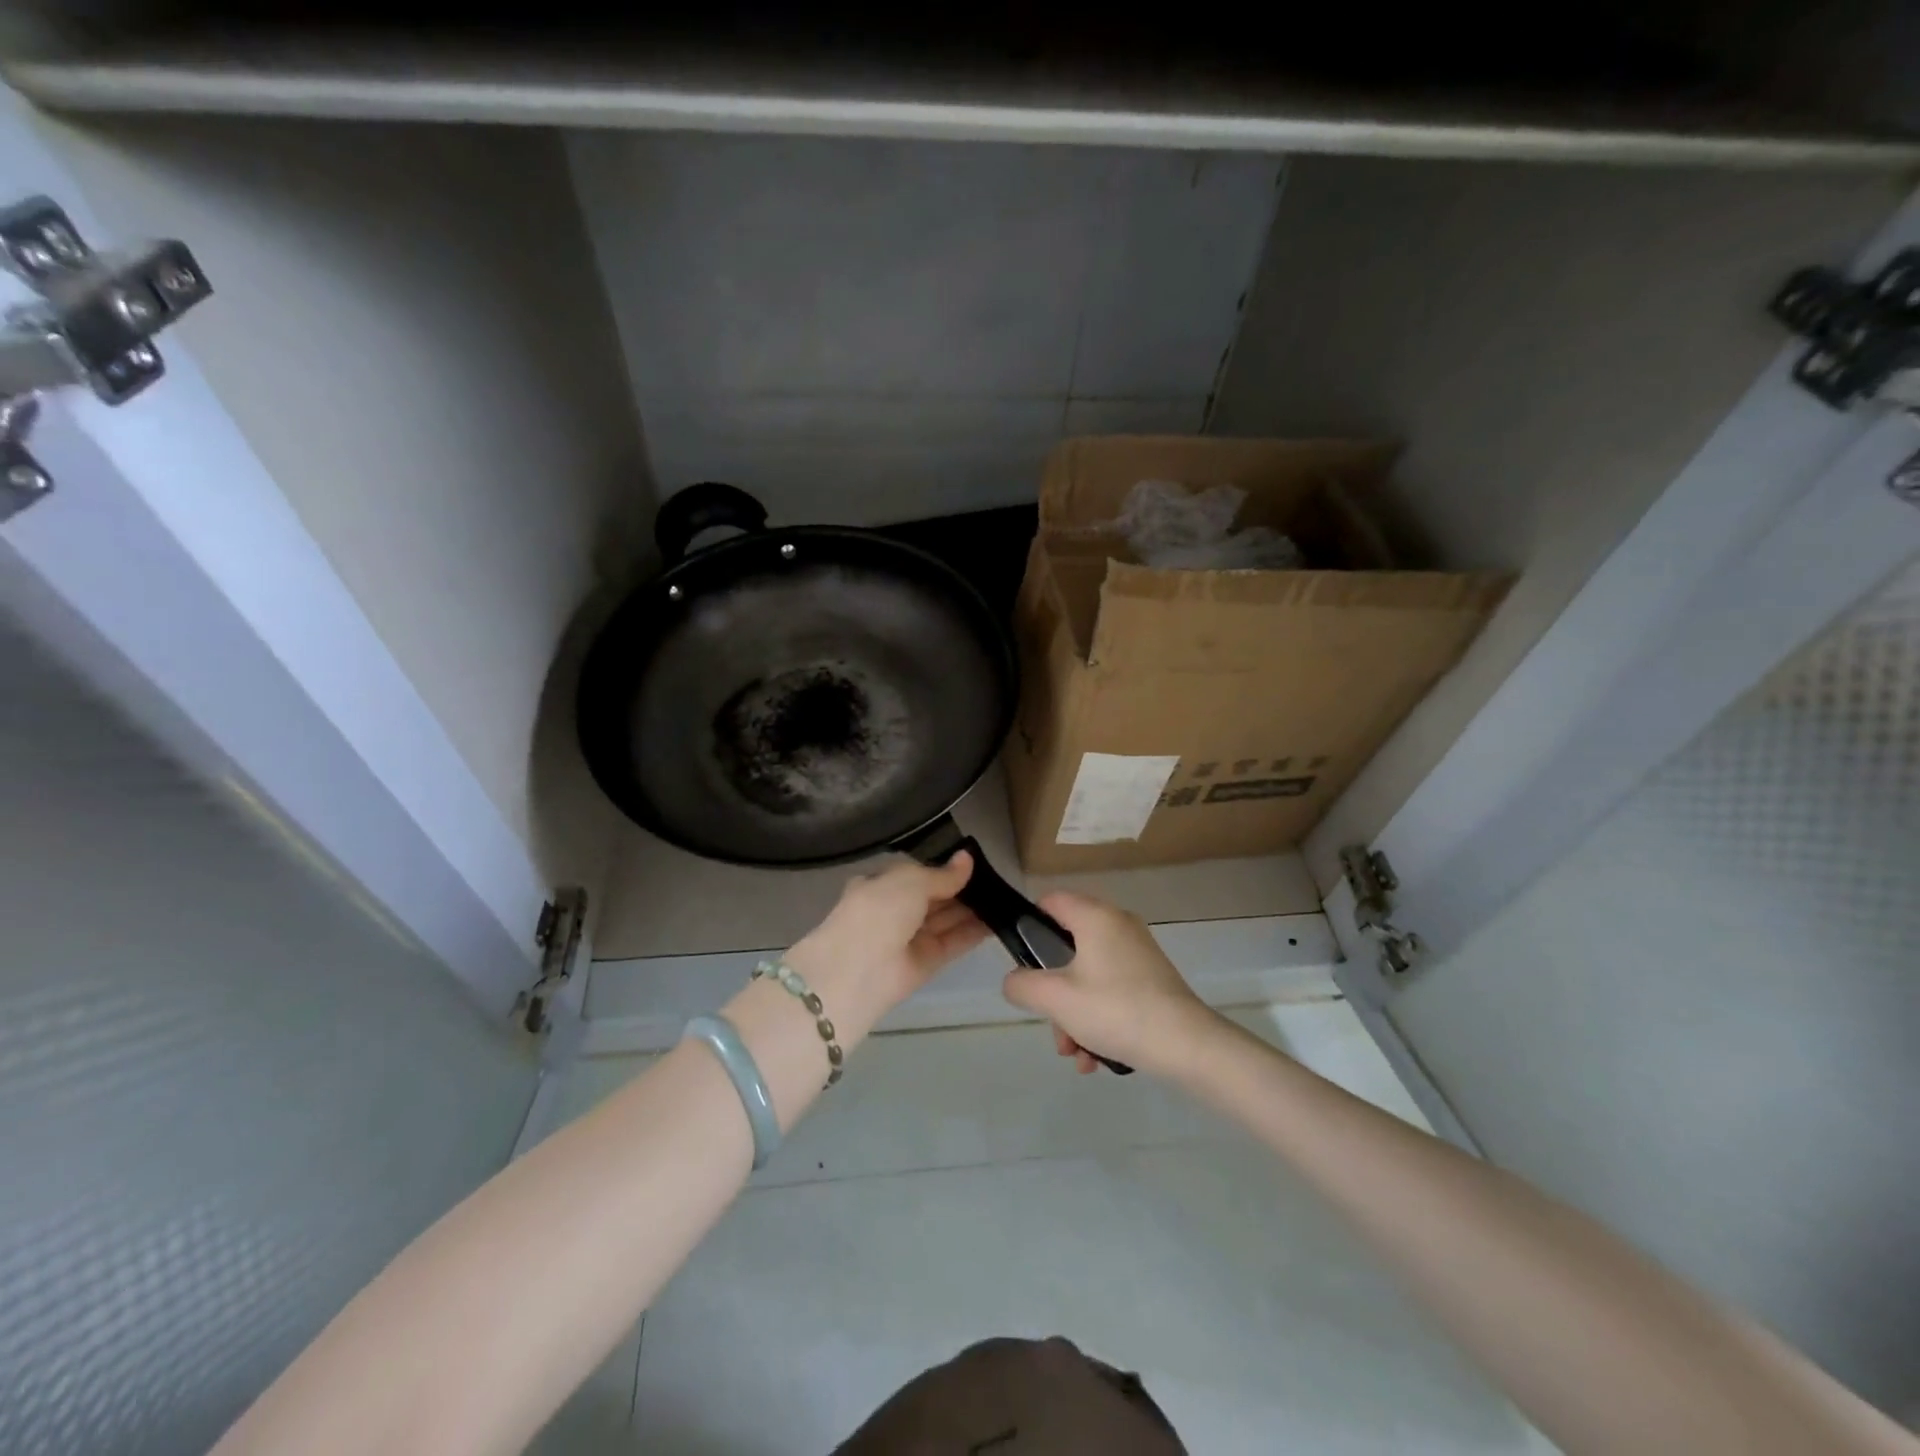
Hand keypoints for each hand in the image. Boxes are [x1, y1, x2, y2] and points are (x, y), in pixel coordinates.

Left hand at [785, 853, 987, 1037]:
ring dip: (972, 909)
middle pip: (934, 897)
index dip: (944, 868)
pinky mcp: (926, 963)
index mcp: (880, 885)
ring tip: (1005, 897)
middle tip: (997, 879)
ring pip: (946, 919)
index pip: (917, 874)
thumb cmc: (877, 912)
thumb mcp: (909, 881)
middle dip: (961, 888)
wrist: (856, 971)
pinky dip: (973, 932)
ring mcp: (910, 938)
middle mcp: (894, 911)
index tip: (974, 862)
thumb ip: (941, 874)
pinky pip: (953, 942)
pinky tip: (998, 920)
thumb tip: (967, 858)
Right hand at [1001, 892, 1221, 1077]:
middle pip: (1068, 948)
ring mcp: (1138, 953)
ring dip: (1074, 1014)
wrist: (1187, 1045)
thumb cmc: (1115, 1009)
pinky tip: (1096, 1058)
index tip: (1021, 960)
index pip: (1051, 901)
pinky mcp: (1152, 979)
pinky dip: (1098, 1018)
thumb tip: (1015, 981)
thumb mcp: (1056, 999)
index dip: (1029, 924)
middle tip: (1051, 1024)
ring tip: (1075, 1054)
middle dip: (1053, 992)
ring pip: (1089, 976)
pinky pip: (1112, 990)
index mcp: (1095, 917)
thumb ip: (1023, 985)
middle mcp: (1118, 926)